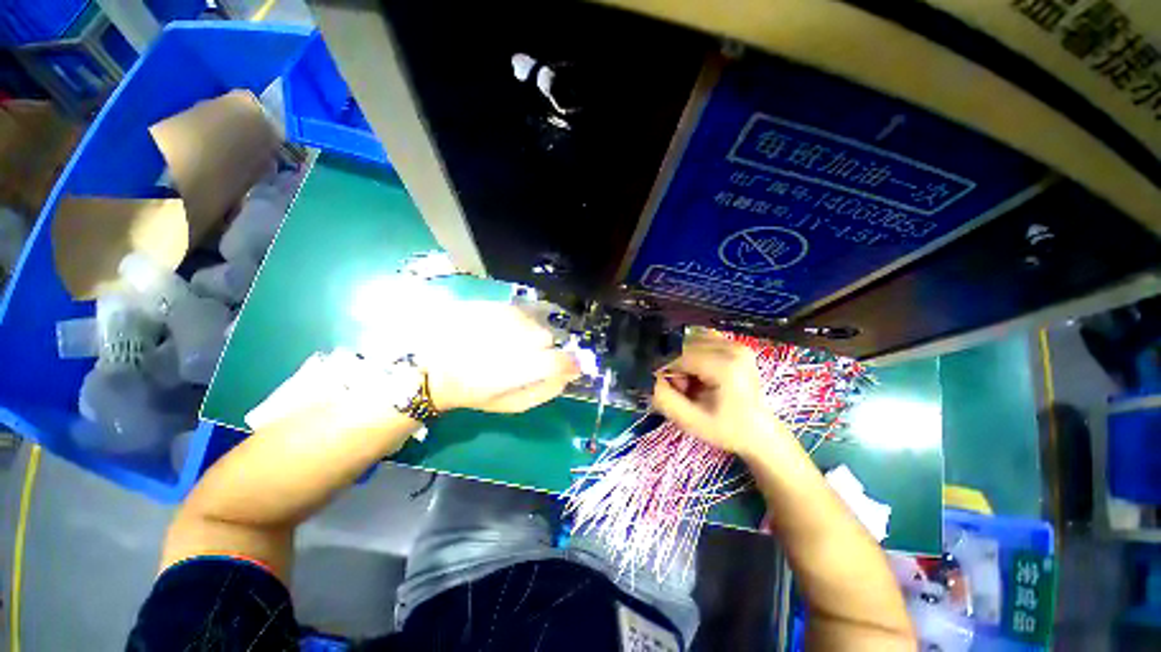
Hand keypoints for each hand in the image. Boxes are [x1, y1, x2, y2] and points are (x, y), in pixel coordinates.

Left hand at [423, 302, 579, 412]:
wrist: (432, 368)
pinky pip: (519, 310)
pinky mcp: (489, 305)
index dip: (571, 363)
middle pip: (547, 336)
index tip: (572, 367)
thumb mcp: (511, 404)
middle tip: (528, 357)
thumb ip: (544, 391)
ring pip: (534, 321)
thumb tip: (568, 376)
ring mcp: (499, 319)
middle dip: (544, 348)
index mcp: (515, 371)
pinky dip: (519, 321)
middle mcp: (511, 340)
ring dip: (530, 333)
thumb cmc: (473, 392)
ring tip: (512, 343)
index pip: (558, 361)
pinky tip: (504, 330)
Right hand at [651, 333, 791, 459]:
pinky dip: (691, 355)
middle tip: (681, 389)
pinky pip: (700, 341)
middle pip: (683, 346)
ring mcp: (735, 343)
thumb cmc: (726, 429)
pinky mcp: (734, 344)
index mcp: (726, 366)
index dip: (662, 369)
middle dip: (674, 366)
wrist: (759, 432)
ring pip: (689, 342)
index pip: (679, 355)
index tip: (660, 386)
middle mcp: (732, 347)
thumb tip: (645, 377)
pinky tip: (697, 372)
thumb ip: (664, 398)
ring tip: (690, 383)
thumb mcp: (691, 421)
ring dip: (682, 360)